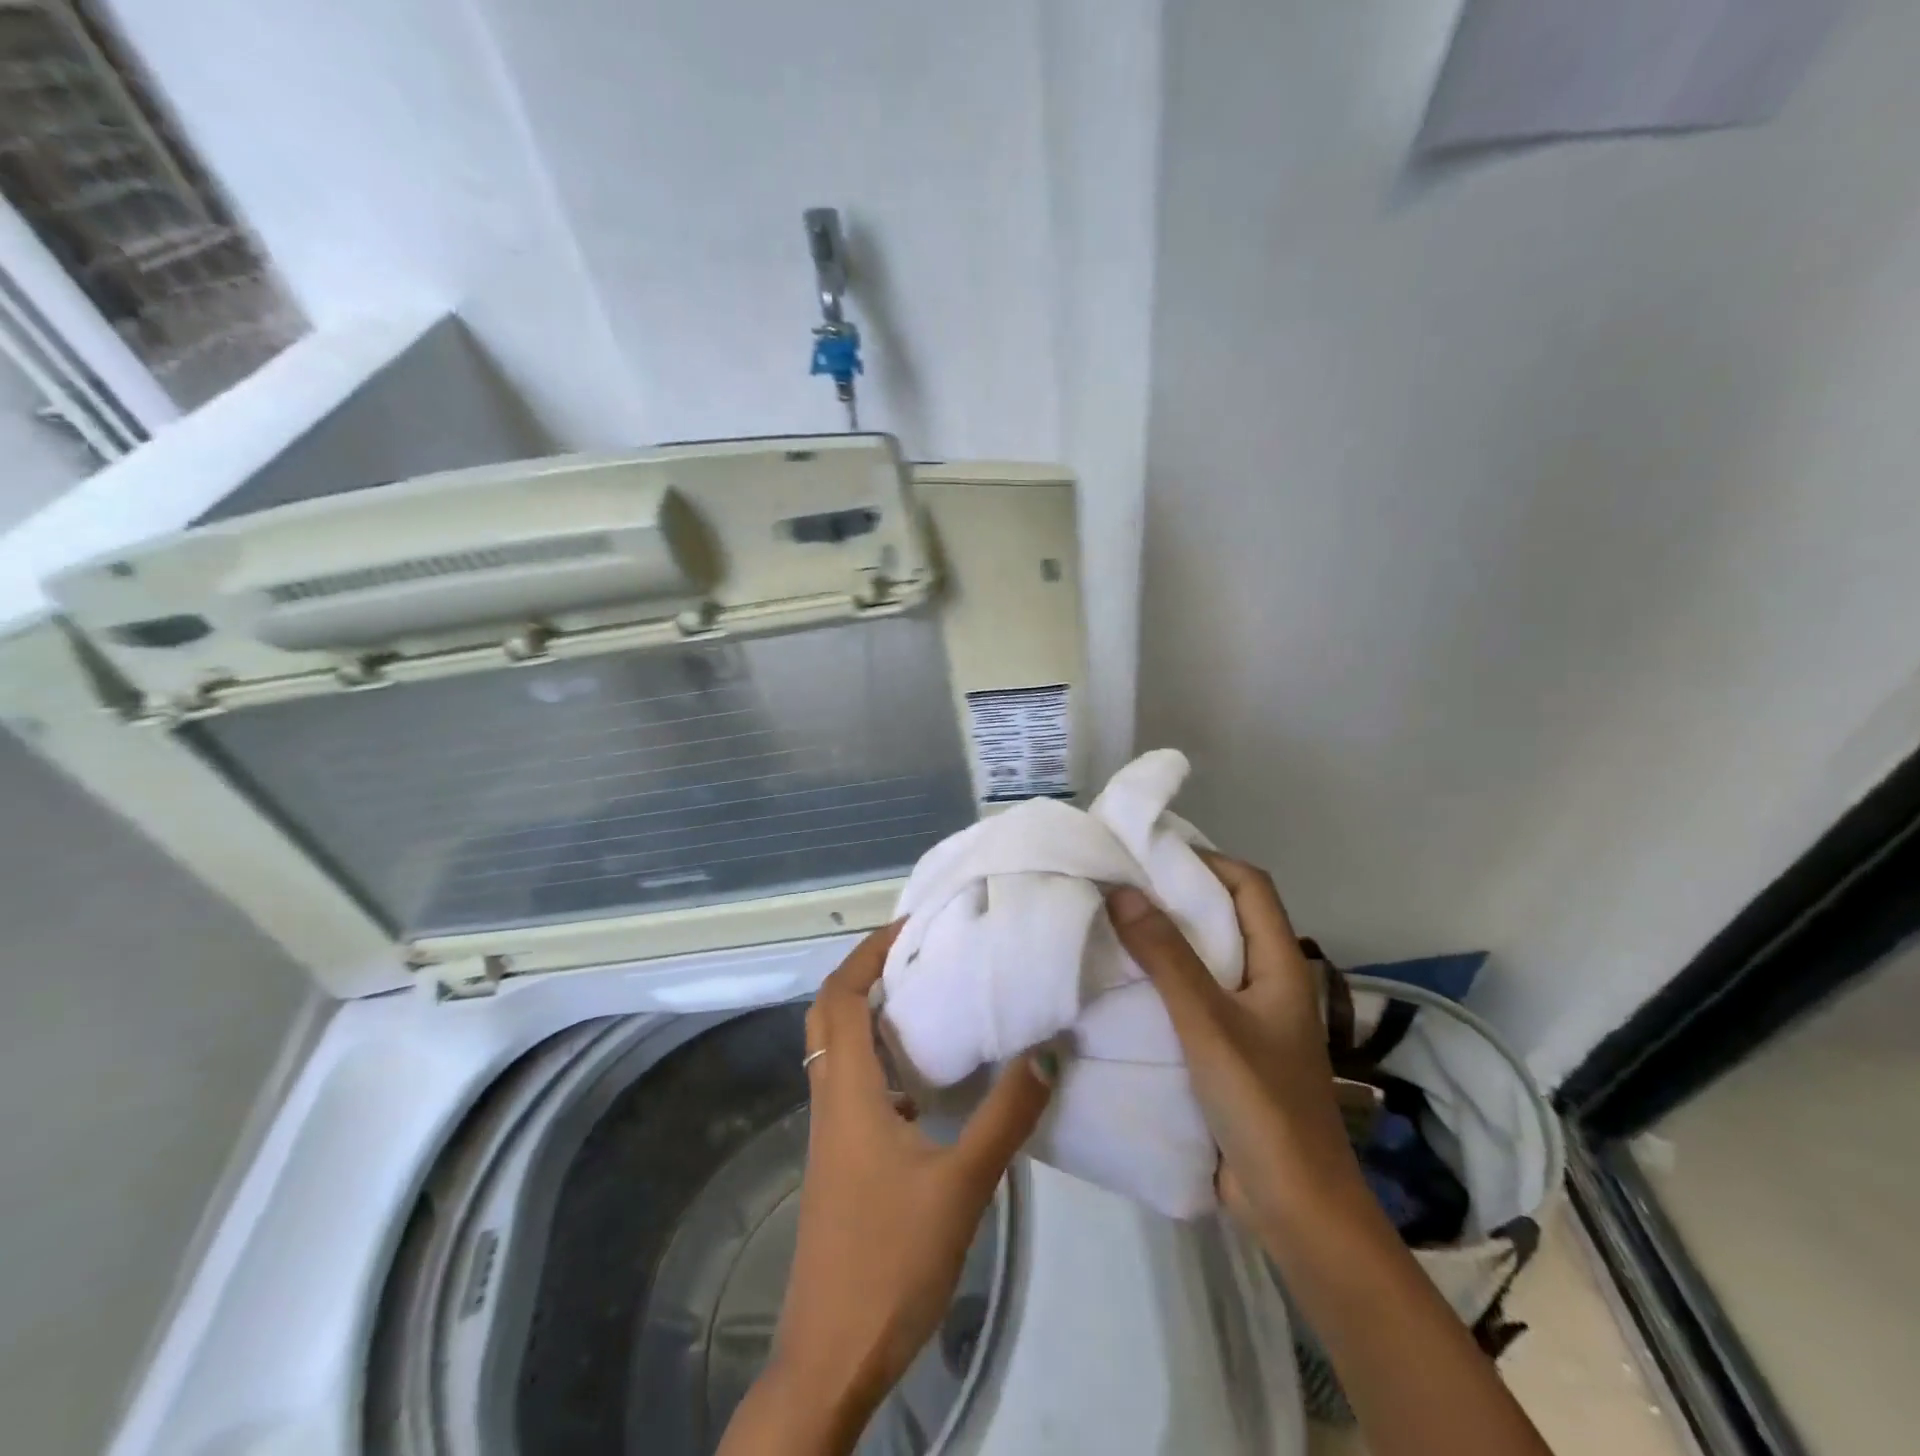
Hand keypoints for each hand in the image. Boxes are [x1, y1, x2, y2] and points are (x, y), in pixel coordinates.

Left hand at [719, 922, 1056, 1455]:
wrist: (832, 1357)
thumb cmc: (889, 1262)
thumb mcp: (960, 1186)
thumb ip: (1005, 1116)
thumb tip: (1046, 1051)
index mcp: (847, 1092)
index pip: (840, 997)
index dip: (868, 953)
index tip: (912, 927)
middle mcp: (830, 1100)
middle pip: (830, 1014)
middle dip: (865, 972)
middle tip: (918, 953)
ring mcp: (831, 1132)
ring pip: (839, 1049)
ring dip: (872, 1013)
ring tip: (928, 997)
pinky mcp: (841, 1160)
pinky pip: (854, 1084)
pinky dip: (880, 1059)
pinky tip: (927, 1079)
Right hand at [1110, 857, 1554, 1455]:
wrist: (1296, 1209)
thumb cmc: (1262, 1105)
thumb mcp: (1208, 1022)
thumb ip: (1166, 957)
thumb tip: (1122, 890)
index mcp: (1279, 965)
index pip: (1250, 886)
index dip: (1207, 860)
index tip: (1151, 852)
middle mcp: (1267, 983)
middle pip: (1226, 918)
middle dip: (1176, 896)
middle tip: (1118, 884)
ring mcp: (1250, 1019)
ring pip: (1207, 960)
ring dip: (1166, 940)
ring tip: (1111, 925)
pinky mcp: (1229, 1051)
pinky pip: (1194, 999)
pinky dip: (1162, 982)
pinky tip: (1123, 984)